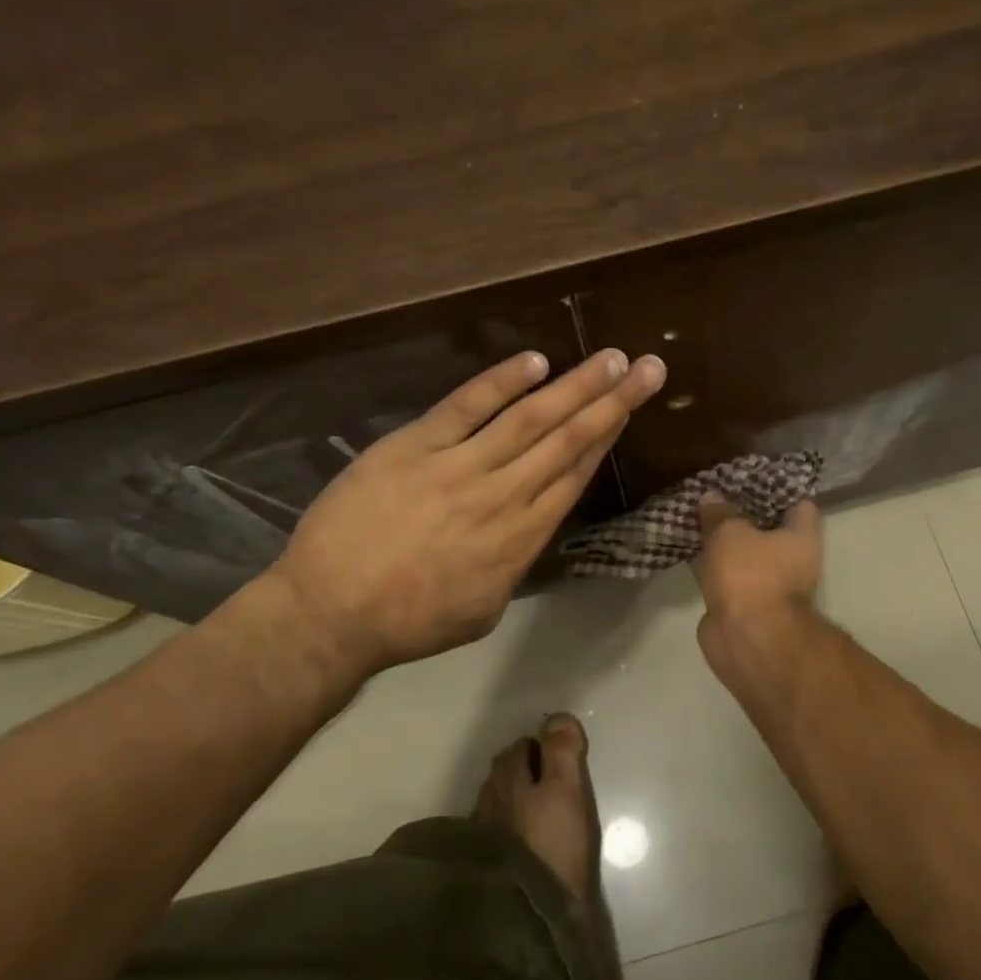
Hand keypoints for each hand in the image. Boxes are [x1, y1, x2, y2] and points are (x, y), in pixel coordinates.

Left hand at [270, 348, 666, 672]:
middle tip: (649, 367)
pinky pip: (465, 406)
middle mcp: (504, 496)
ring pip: (530, 419)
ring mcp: (459, 467)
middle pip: (568, 440)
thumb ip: (513, 562)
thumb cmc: (410, 621)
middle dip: (612, 401)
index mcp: (522, 538)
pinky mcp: (414, 446)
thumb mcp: (484, 607)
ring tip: (609, 358)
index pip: (575, 475)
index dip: (608, 436)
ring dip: (574, 385)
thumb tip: (526, 529)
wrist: (331, 612)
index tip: (631, 406)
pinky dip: (500, 382)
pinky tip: (534, 361)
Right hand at [692, 495, 823, 671]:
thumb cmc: (751, 575)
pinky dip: (709, 563)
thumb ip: (720, 513)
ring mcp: (766, 583)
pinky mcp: (741, 603)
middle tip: (715, 491)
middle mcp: (791, 560)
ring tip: (696, 513)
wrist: (746, 638)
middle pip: (767, 528)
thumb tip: (712, 496)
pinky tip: (687, 545)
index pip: (797, 502)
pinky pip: (724, 573)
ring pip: (742, 552)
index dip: (776, 486)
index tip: (750, 475)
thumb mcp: (730, 532)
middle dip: (742, 512)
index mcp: (801, 536)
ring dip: (722, 539)